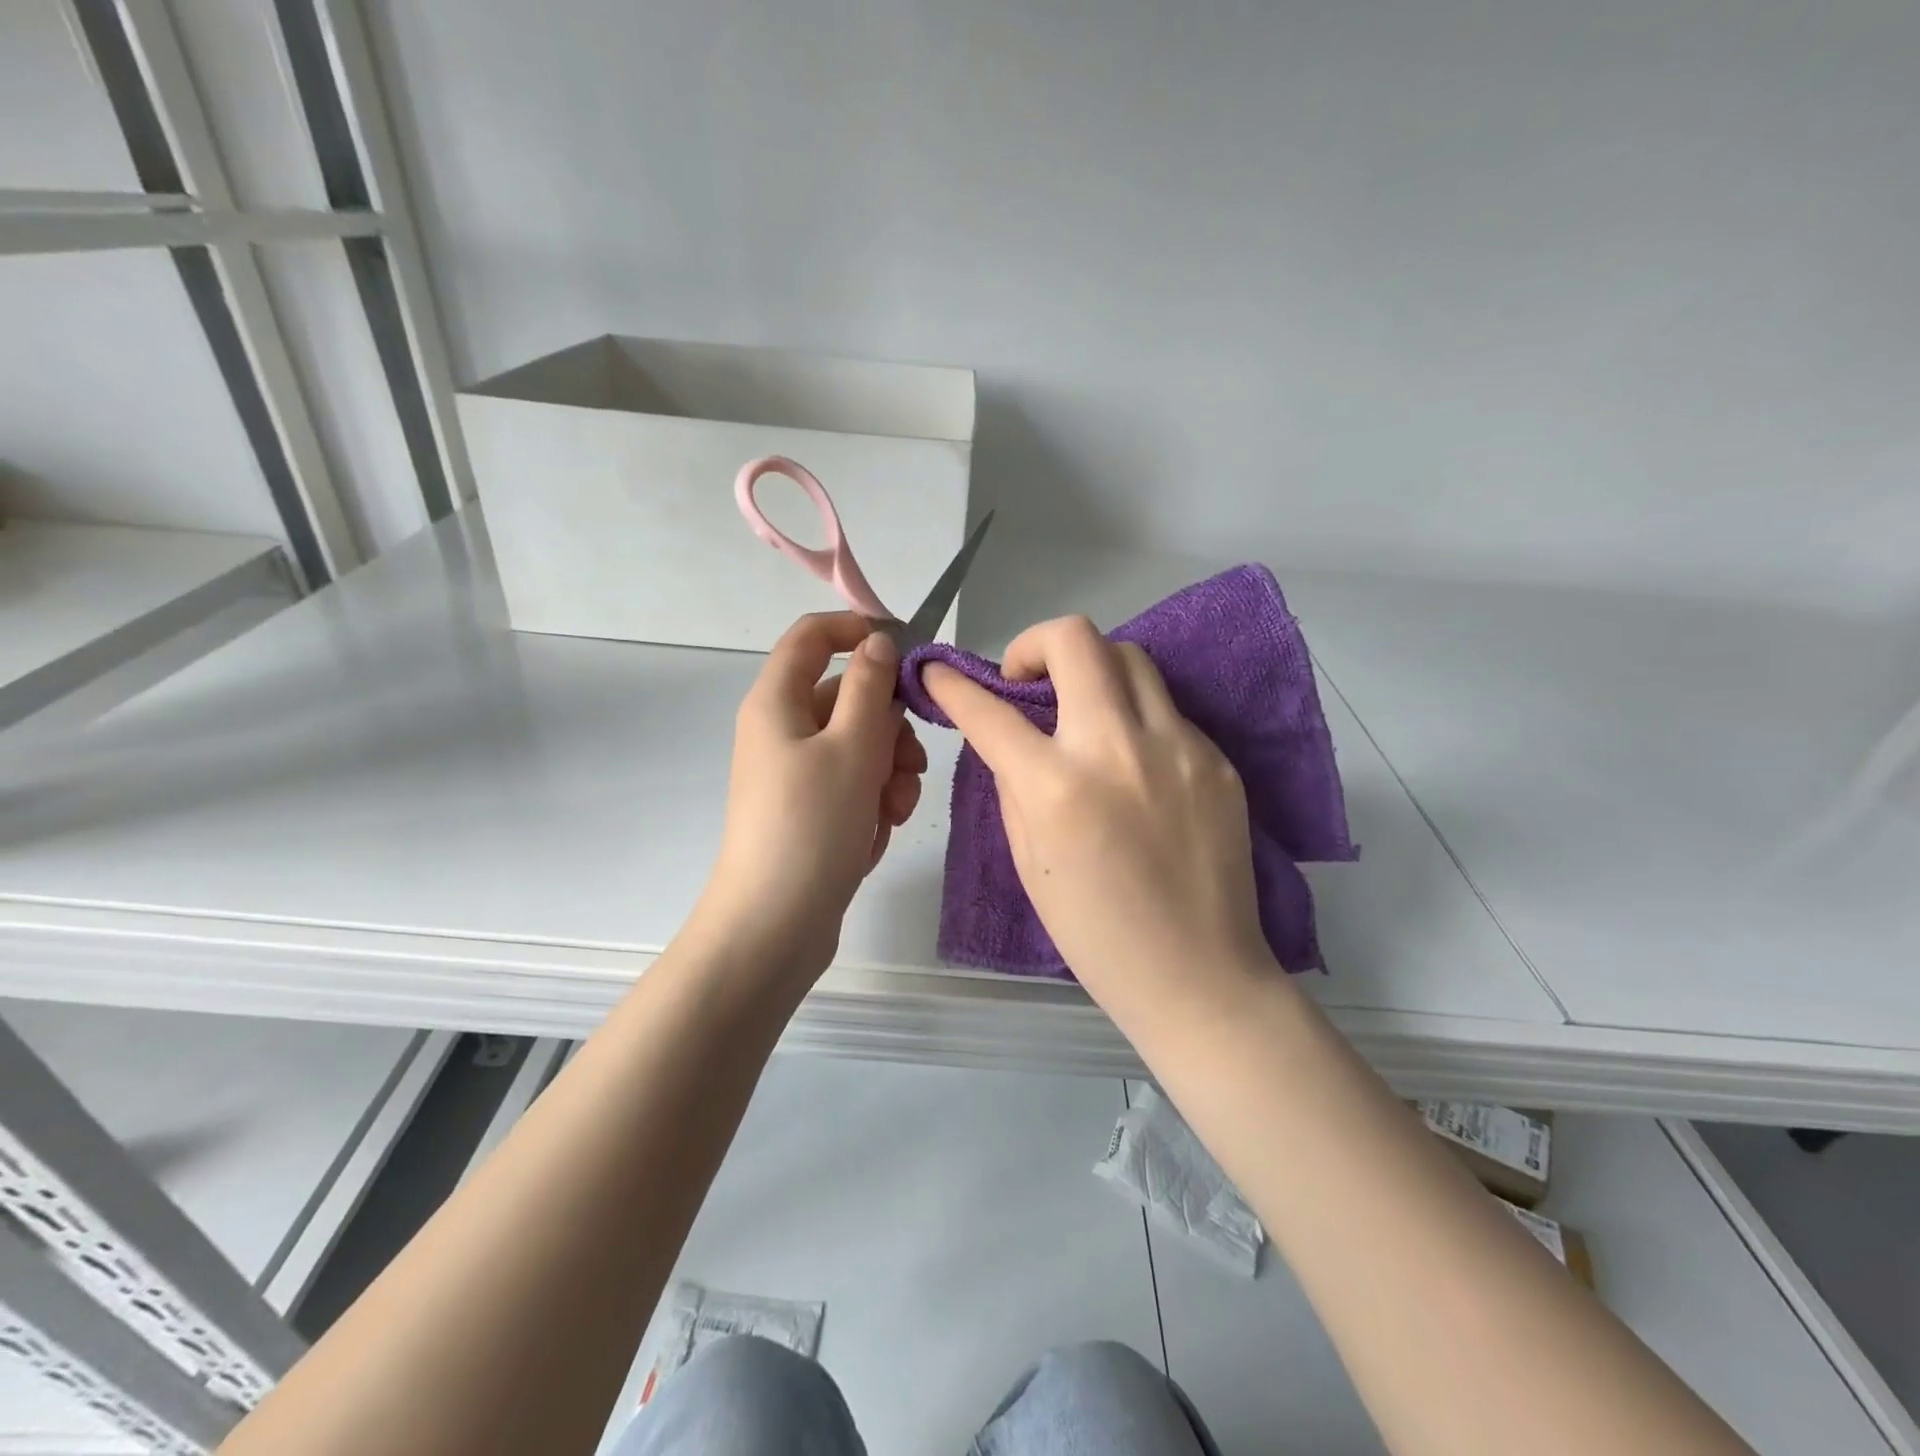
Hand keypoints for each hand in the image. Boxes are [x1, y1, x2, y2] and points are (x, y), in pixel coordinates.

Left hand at [693, 613, 926, 975]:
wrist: (775, 925)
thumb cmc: (812, 825)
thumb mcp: (852, 747)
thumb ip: (869, 687)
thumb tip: (877, 642)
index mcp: (777, 701)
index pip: (812, 635)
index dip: (857, 630)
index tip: (907, 651)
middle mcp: (782, 729)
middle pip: (847, 696)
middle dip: (889, 726)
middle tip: (910, 763)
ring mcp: (795, 772)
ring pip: (858, 743)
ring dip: (889, 769)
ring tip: (895, 809)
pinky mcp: (810, 809)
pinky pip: (852, 783)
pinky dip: (873, 799)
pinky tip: (878, 832)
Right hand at [923, 616, 1272, 1013]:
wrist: (1198, 976)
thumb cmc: (1096, 935)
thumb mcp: (1029, 862)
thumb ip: (1014, 786)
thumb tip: (1010, 738)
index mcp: (1057, 787)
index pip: (990, 710)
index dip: (952, 684)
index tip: (937, 670)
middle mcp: (1117, 748)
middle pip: (1074, 639)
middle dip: (1033, 644)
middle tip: (1025, 681)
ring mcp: (1177, 746)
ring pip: (1128, 656)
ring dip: (1090, 668)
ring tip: (1080, 708)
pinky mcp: (1216, 758)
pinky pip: (1165, 708)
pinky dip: (1133, 716)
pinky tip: (1131, 760)